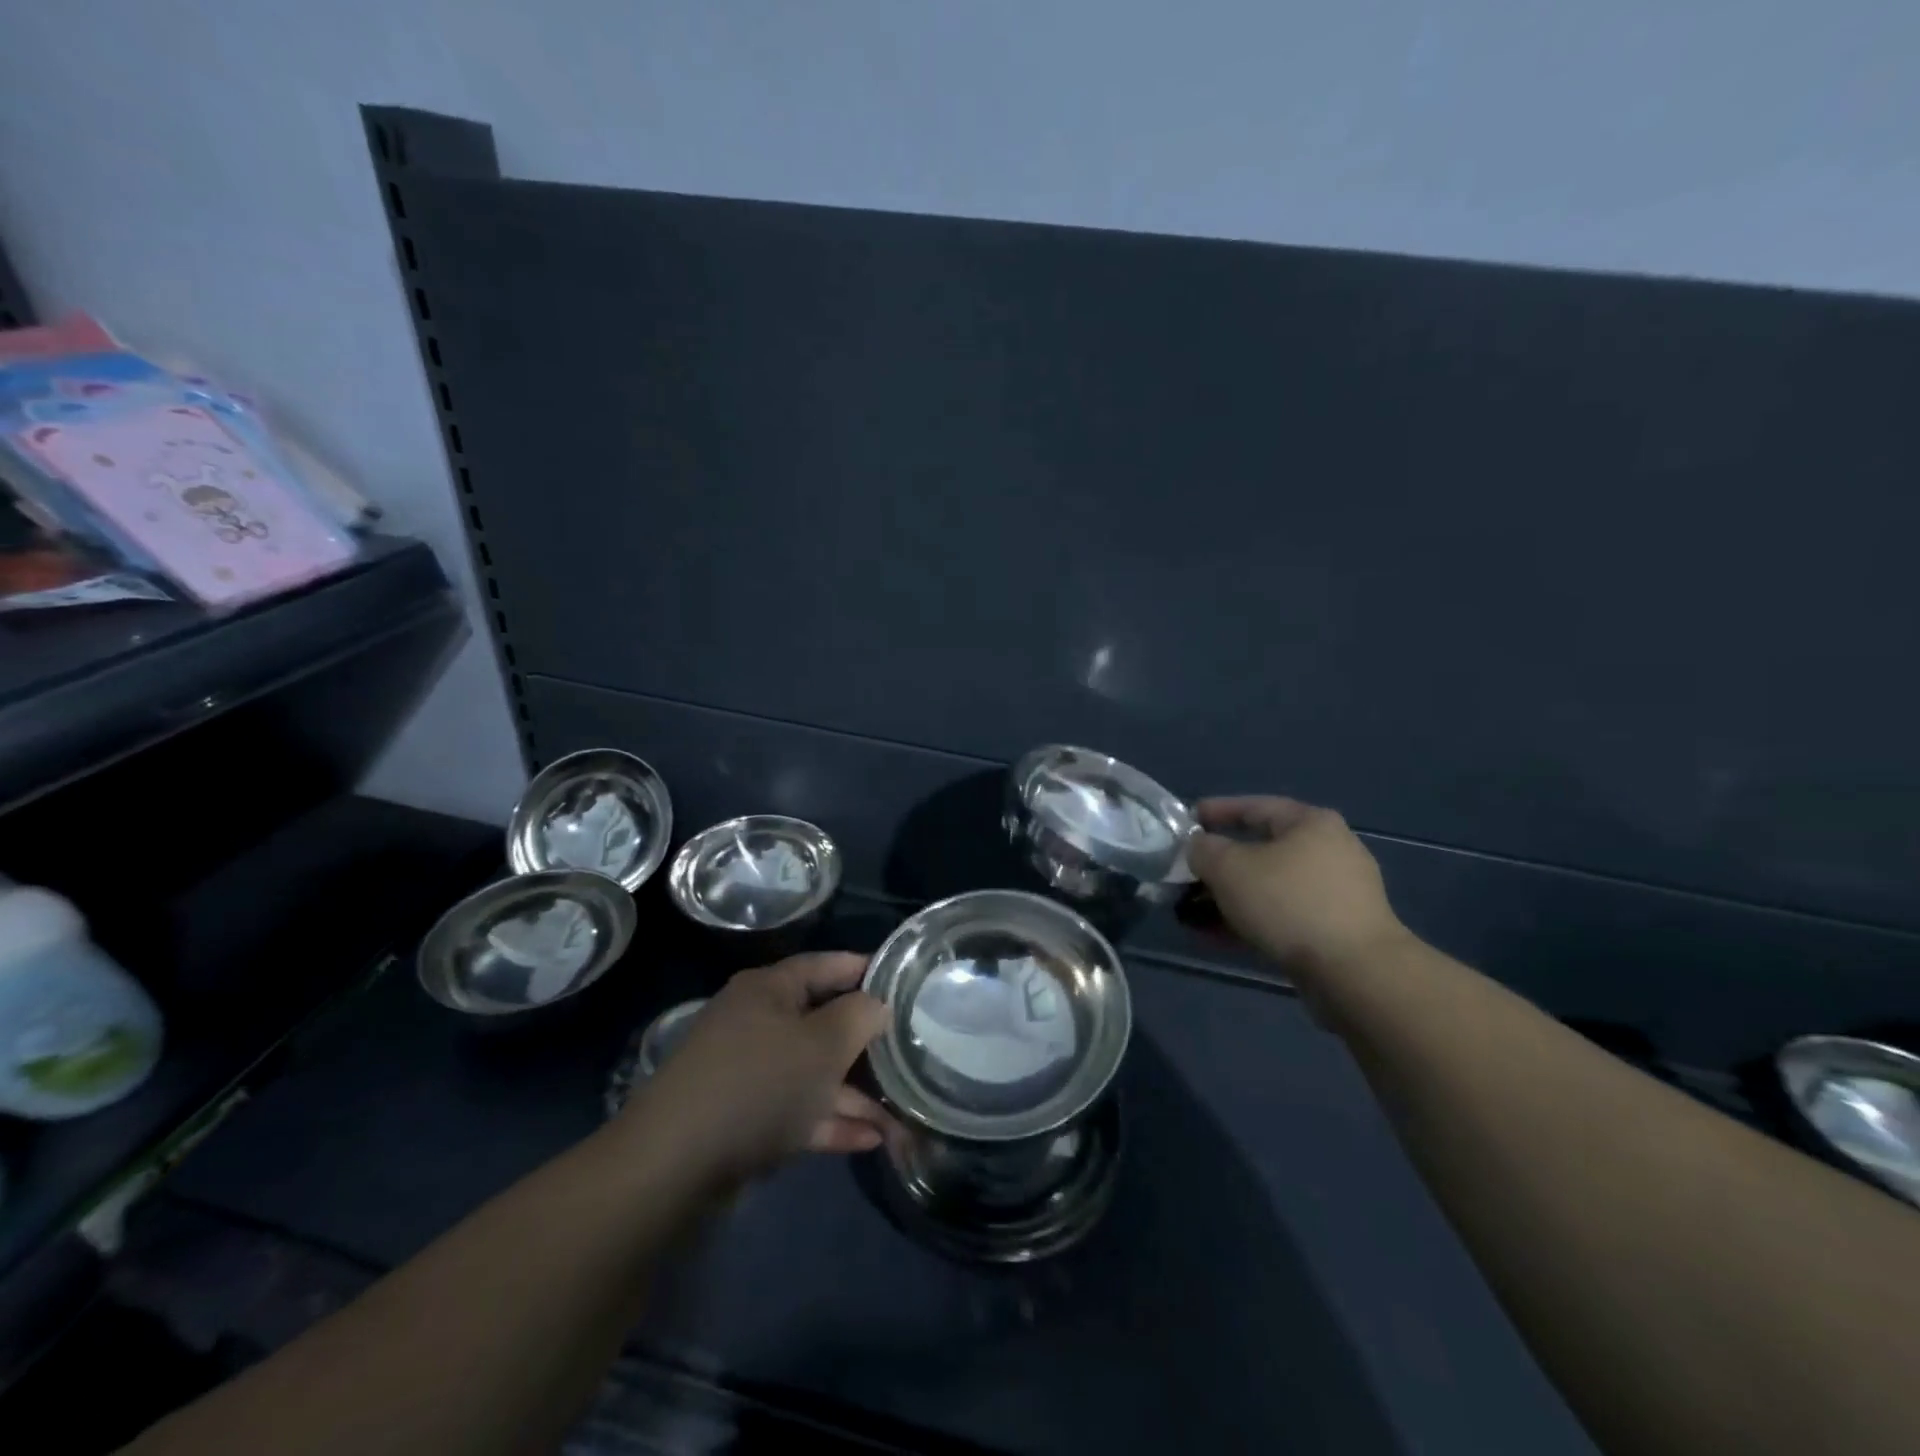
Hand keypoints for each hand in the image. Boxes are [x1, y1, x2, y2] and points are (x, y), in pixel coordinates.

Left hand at [620, 953, 891, 1188]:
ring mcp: (748, 1072)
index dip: (866, 970)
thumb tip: (878, 1004)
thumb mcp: (822, 1043)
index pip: (827, 965)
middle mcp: (757, 1022)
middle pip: (822, 1022)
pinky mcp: (743, 1117)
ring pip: (813, 1072)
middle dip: (867, 1044)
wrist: (674, 1165)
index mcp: (769, 989)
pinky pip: (797, 1109)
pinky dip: (830, 1120)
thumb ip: (859, 1016)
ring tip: (902, 1115)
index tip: (905, 982)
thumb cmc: (759, 1083)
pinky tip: (871, 1139)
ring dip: (855, 1093)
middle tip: (909, 1052)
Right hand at [1186, 797, 1406, 974]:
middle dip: (1218, 866)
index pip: (1254, 806)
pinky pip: (1282, 917)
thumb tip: (1198, 847)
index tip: (1185, 823)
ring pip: (1269, 888)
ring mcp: (1336, 894)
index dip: (1215, 812)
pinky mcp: (1336, 931)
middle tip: (1185, 875)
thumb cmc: (1289, 903)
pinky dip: (1249, 922)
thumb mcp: (1229, 867)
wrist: (1356, 972)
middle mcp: (1329, 851)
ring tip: (1191, 914)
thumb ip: (1203, 850)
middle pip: (1261, 850)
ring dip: (1229, 898)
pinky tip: (1216, 938)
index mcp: (1310, 823)